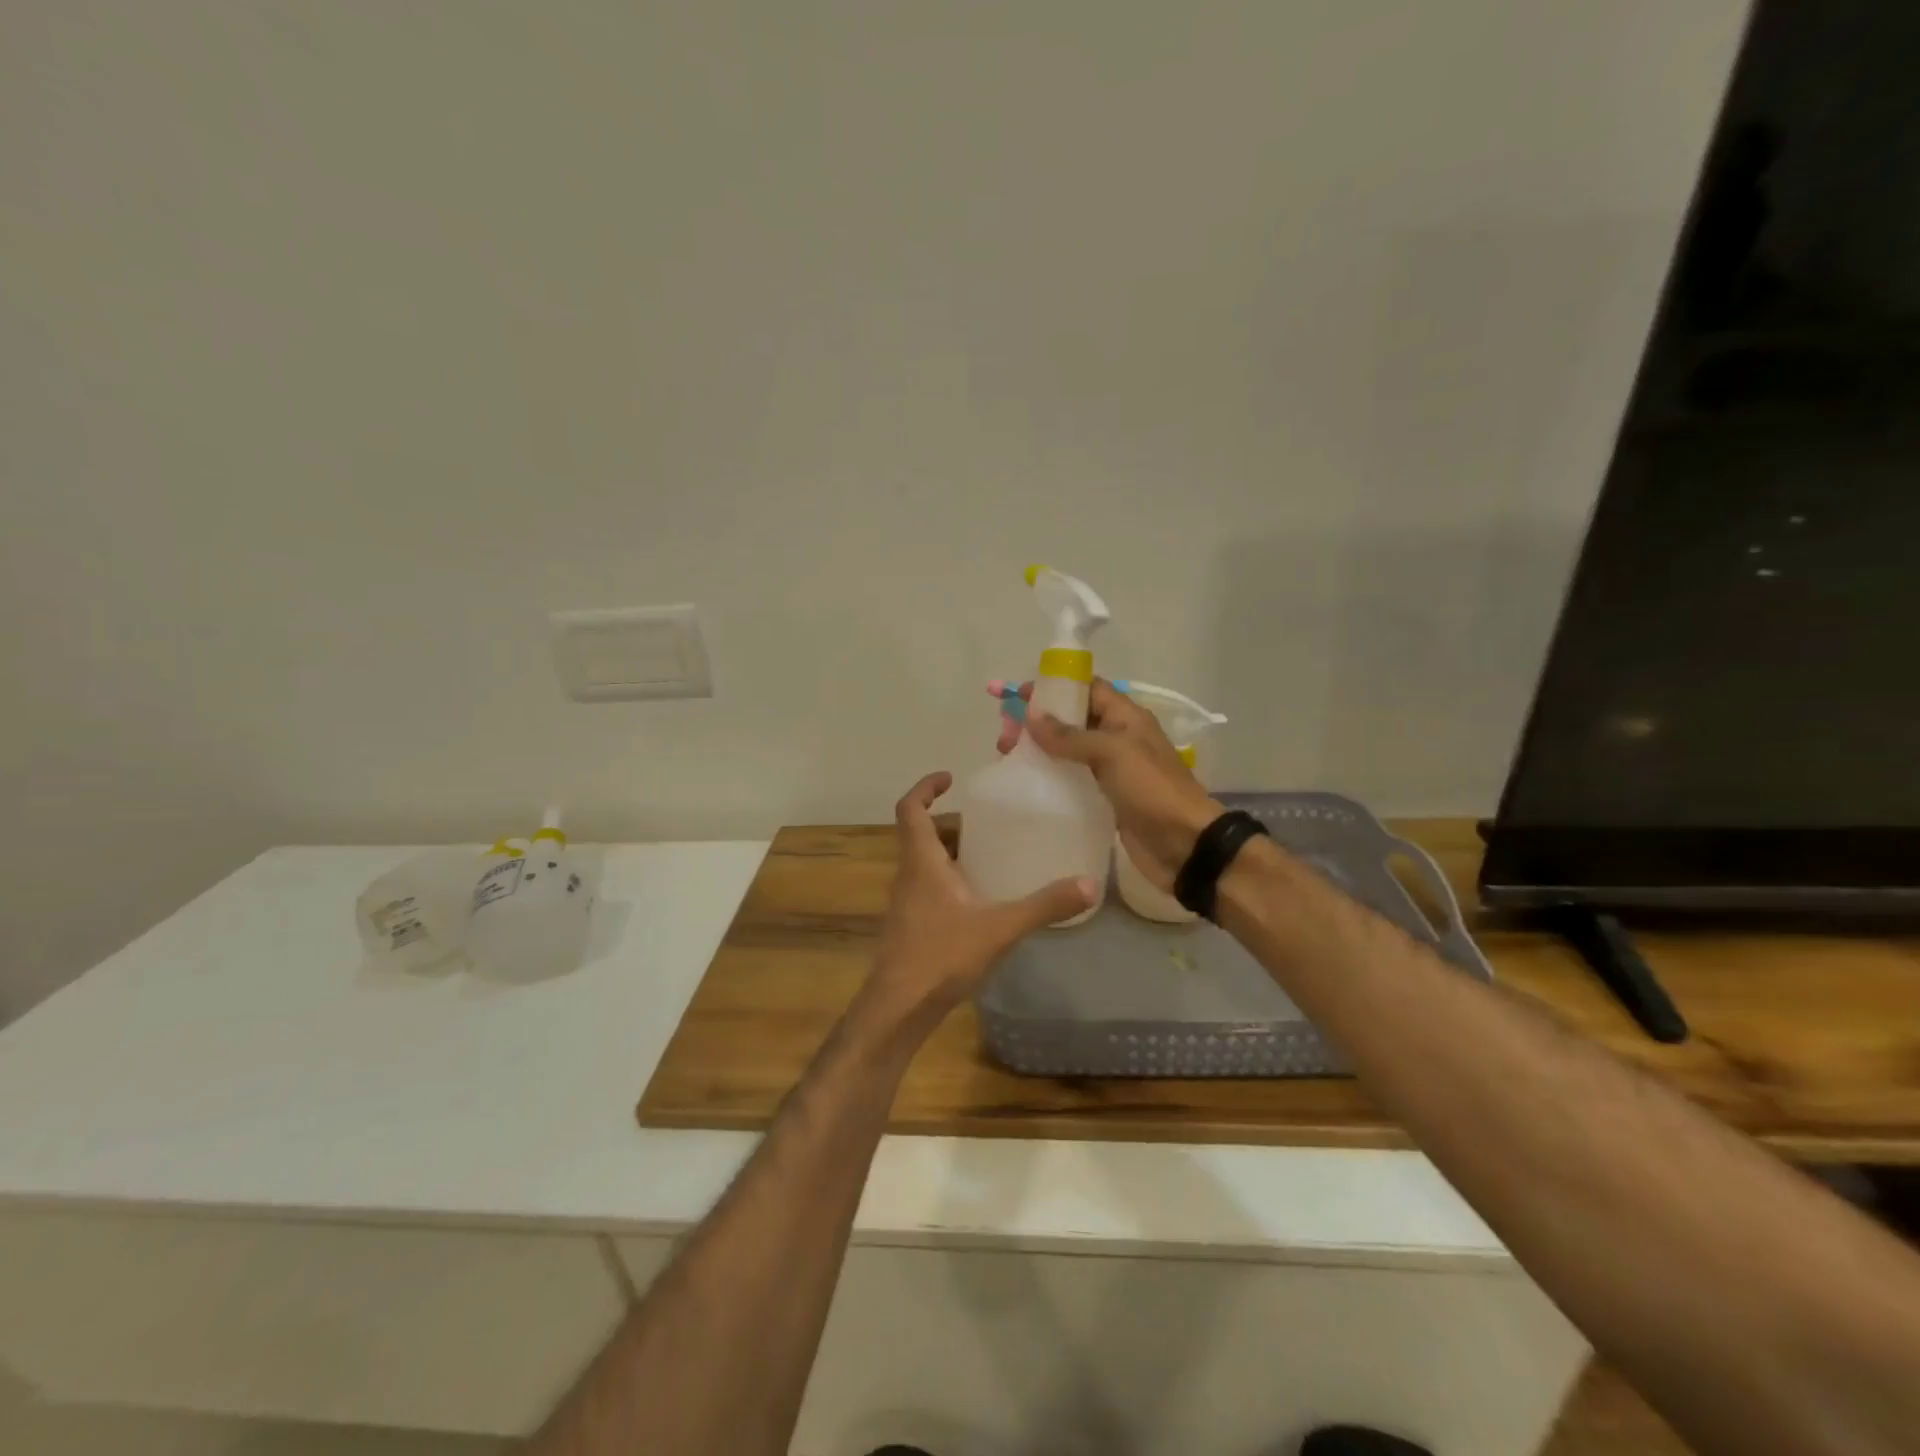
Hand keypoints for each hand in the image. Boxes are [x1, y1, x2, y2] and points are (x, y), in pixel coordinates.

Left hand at [862, 772, 1096, 1034]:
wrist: (898, 1009)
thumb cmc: (941, 956)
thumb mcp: (999, 928)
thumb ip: (1043, 906)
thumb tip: (1089, 885)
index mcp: (921, 863)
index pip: (909, 810)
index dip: (924, 788)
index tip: (949, 778)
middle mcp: (908, 876)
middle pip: (920, 836)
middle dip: (948, 823)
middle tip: (984, 820)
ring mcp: (905, 904)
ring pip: (923, 864)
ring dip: (949, 853)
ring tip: (987, 854)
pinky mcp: (910, 927)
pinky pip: (927, 889)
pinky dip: (948, 881)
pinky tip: (978, 902)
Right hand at [1026, 679, 1222, 891]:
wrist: (1184, 845)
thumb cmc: (1151, 790)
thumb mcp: (1111, 752)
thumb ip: (1070, 735)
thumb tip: (1031, 716)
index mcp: (1125, 717)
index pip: (1086, 688)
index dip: (1053, 688)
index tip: (1017, 695)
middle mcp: (1118, 738)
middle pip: (1072, 719)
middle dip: (1039, 720)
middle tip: (1005, 732)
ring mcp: (1112, 769)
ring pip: (1069, 750)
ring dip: (1040, 748)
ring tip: (1007, 755)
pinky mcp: (1105, 797)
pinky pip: (1073, 778)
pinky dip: (1050, 775)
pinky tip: (1027, 781)